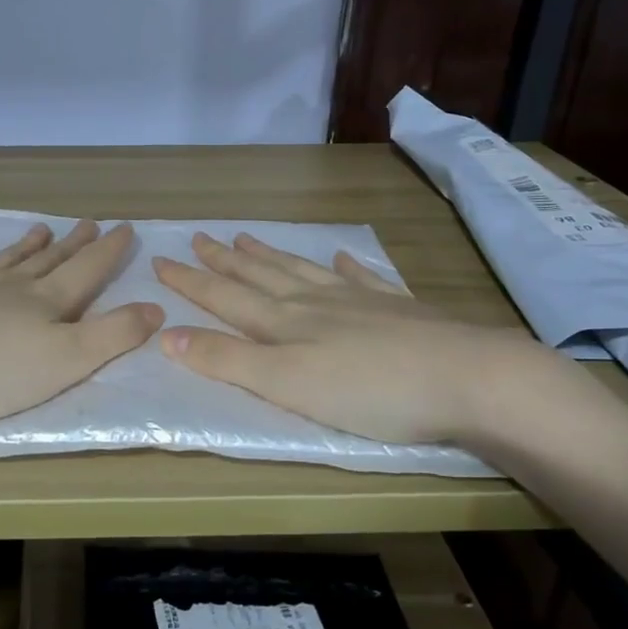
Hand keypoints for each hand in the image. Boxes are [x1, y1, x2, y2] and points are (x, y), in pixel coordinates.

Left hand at [0, 219, 163, 421]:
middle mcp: (11, 286)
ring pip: (6, 260)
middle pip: (49, 261)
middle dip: (73, 244)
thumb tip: (155, 307)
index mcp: (46, 302)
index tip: (125, 227)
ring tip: (43, 229)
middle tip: (89, 223)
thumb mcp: (68, 360)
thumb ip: (113, 335)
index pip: (87, 270)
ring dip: (27, 246)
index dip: (109, 251)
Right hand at [152, 232, 554, 445]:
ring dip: (270, 255)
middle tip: (199, 237)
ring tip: (247, 237)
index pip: (224, 296)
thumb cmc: (368, 391)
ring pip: (302, 271)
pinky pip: (362, 278)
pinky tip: (339, 256)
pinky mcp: (398, 309)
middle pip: (260, 275)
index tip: (160, 260)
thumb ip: (227, 360)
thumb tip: (166, 334)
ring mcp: (359, 301)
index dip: (190, 281)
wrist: (467, 378)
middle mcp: (314, 302)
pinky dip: (345, 266)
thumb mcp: (285, 384)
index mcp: (284, 322)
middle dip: (224, 260)